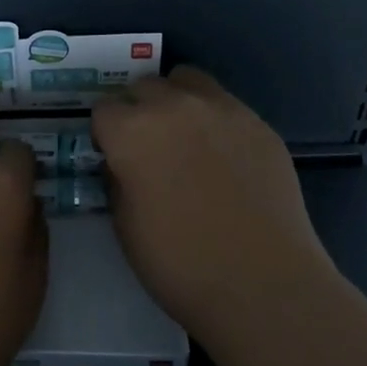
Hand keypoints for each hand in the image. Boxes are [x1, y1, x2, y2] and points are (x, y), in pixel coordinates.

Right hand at [91, 66, 332, 342]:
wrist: (263, 285)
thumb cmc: (180, 264)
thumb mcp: (124, 225)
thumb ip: (117, 179)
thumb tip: (121, 163)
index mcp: (131, 131)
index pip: (103, 109)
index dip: (105, 135)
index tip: (114, 157)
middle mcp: (173, 106)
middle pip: (143, 87)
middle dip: (138, 111)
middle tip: (148, 148)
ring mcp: (221, 109)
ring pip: (187, 81)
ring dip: (176, 101)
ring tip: (185, 137)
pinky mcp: (258, 123)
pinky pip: (226, 105)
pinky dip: (215, 120)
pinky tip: (224, 157)